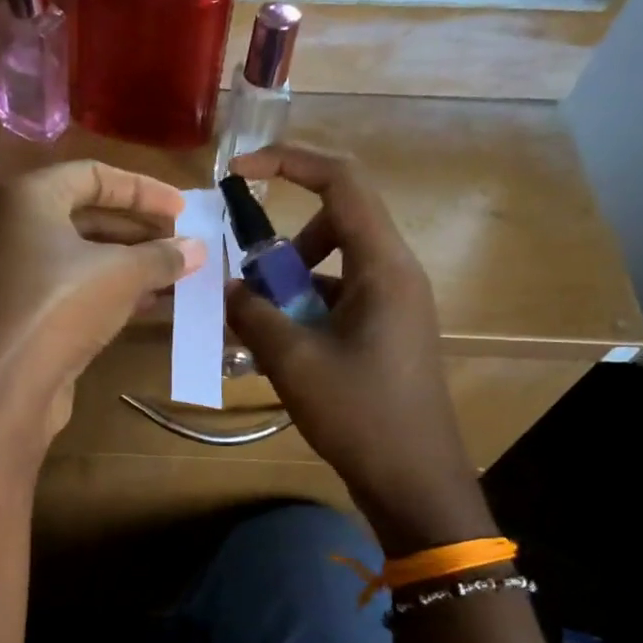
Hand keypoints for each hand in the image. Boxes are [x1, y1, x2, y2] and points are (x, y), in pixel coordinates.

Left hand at [0, 160, 203, 449]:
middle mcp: (13, 229)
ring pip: (80, 258)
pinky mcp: (21, 316)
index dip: (142, 189)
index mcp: (29, 198)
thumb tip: (197, 248)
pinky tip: (147, 305)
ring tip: (173, 275)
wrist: (0, 386)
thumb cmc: (58, 306)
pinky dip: (108, 292)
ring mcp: (14, 275)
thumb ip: (161, 256)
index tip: (181, 209)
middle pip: (85, 216)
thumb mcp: (120, 274)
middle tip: (179, 244)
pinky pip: (71, 291)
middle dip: (137, 230)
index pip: (92, 175)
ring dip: (128, 265)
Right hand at [224, 145, 495, 553]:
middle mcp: (393, 274)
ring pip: (330, 269)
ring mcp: (390, 305)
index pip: (342, 183)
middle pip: (333, 226)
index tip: (240, 172)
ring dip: (286, 289)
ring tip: (252, 332)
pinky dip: (300, 315)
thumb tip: (228, 288)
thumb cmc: (361, 415)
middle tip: (248, 287)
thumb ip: (254, 315)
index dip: (290, 163)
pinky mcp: (383, 333)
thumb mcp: (295, 361)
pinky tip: (273, 353)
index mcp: (383, 267)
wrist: (414, 479)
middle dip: (281, 249)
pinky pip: (335, 303)